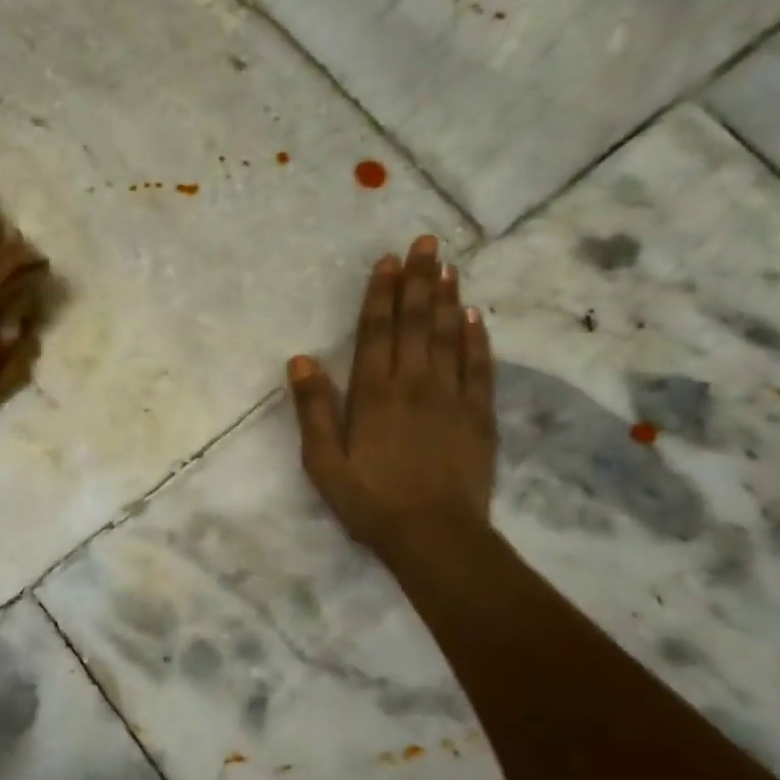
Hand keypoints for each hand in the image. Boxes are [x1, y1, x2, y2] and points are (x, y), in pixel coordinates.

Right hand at [286, 235, 496, 554]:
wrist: (435, 536)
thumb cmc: (370, 501)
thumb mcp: (323, 462)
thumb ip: (313, 409)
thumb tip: (300, 360)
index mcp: (374, 394)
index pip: (377, 331)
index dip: (382, 294)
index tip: (388, 260)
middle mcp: (415, 384)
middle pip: (416, 323)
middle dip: (420, 280)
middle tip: (427, 243)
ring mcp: (451, 397)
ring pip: (449, 336)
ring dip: (447, 299)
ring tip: (449, 266)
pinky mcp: (479, 416)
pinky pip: (479, 367)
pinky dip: (477, 339)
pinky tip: (475, 317)